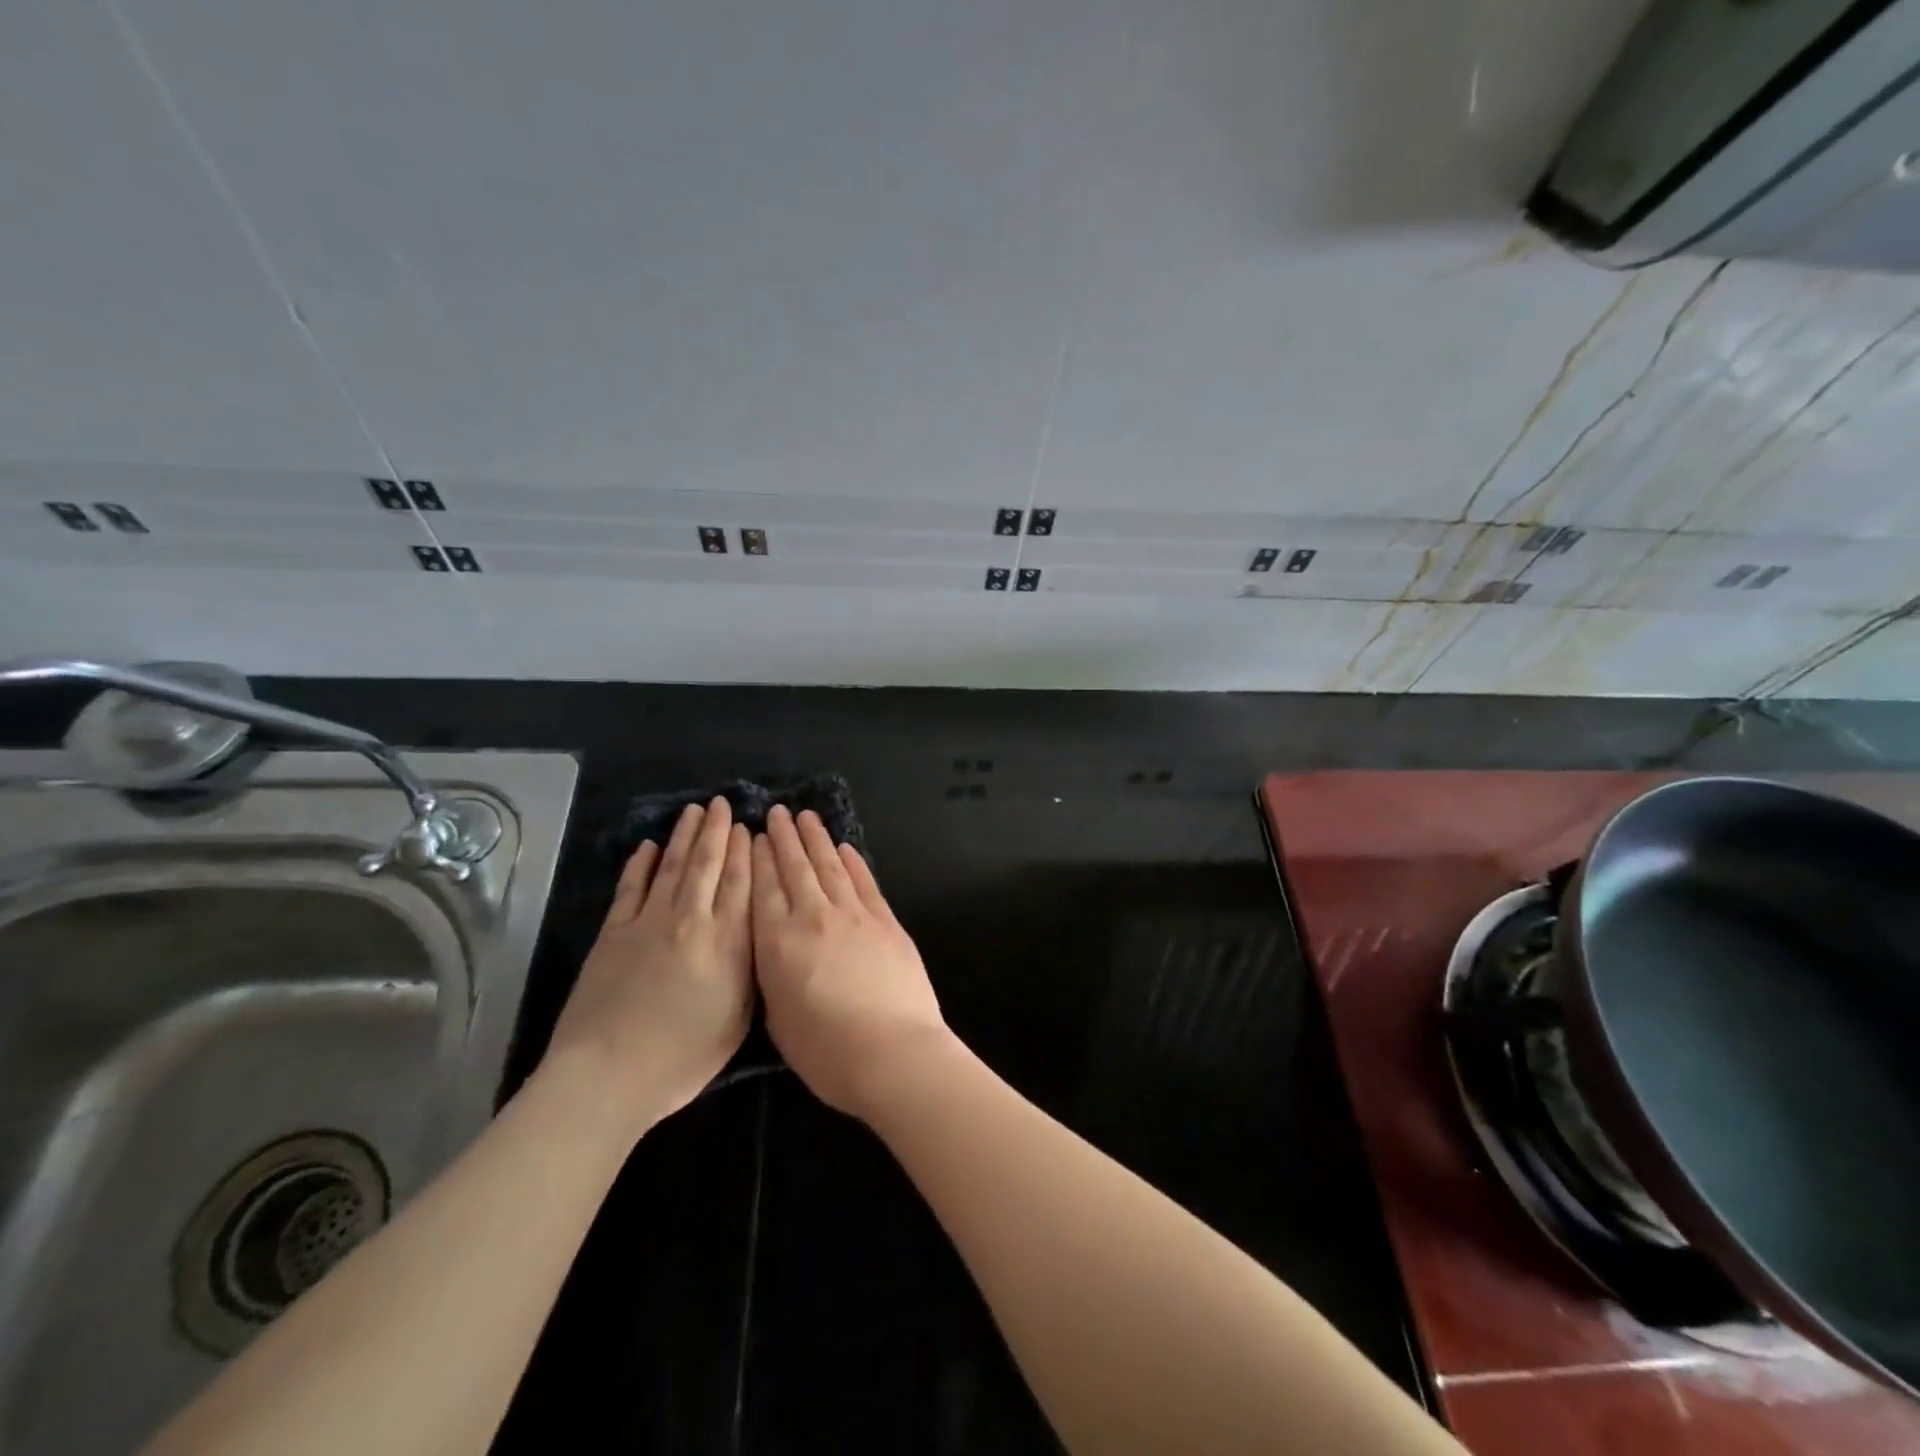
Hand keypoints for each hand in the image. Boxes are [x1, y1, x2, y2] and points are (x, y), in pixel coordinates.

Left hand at [547, 798, 752, 1131]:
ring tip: (693, 811)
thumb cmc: (683, 1057)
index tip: (749, 827)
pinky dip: (639, 865)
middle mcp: (691, 920)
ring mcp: (648, 923)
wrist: (607, 1074)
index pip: (741, 883)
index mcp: (727, 942)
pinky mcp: (613, 934)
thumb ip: (752, 968)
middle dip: (716, 831)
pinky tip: (647, 847)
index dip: (746, 851)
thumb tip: (757, 930)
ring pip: (671, 867)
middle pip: (707, 865)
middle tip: (722, 804)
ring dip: (683, 837)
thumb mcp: (739, 1018)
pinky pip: (630, 889)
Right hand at [750, 806, 950, 1118]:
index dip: (759, 858)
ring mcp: (853, 914)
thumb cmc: (826, 1052)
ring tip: (805, 816)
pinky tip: (845, 848)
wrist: (892, 1052)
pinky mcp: (885, 920)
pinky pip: (864, 882)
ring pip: (829, 866)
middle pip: (795, 868)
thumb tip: (776, 950)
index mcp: (777, 943)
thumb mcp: (777, 1019)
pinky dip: (853, 862)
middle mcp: (812, 917)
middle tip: (777, 812)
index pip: (763, 889)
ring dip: (816, 839)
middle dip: (784, 838)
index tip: (756, 836)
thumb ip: (772, 975)